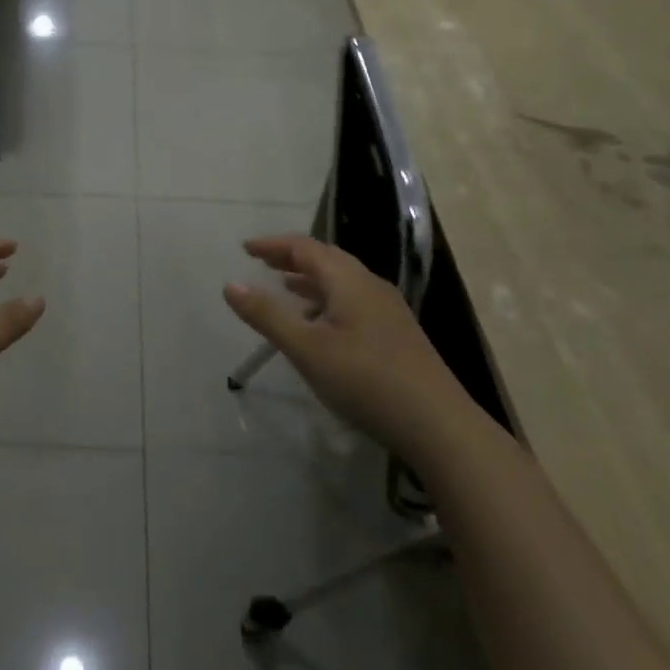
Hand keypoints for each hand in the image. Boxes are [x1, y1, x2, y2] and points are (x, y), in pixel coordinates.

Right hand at [222, 235, 458, 457]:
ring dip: (311, 279)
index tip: (245, 248)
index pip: (305, 247)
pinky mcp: (397, 333)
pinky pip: (353, 300)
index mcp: (348, 280)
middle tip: (263, 263)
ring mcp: (388, 309)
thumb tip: (230, 285)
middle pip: (327, 259)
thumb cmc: (366, 380)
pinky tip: (322, 324)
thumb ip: (267, 315)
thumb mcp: (307, 349)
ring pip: (342, 281)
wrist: (438, 424)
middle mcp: (370, 285)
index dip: (273, 245)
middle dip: (292, 258)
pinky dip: (328, 299)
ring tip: (286, 287)